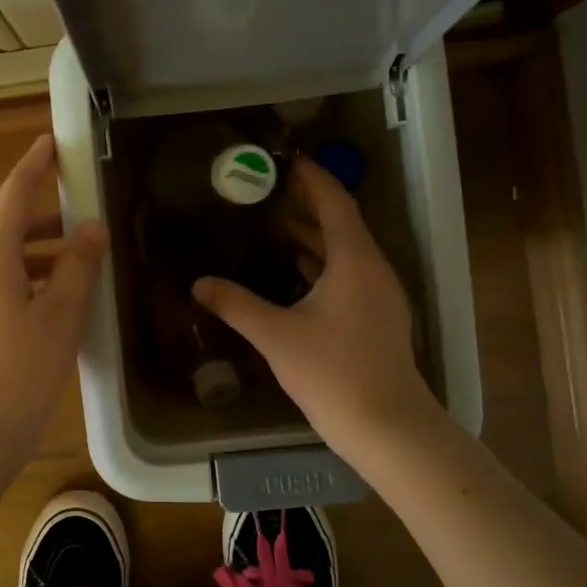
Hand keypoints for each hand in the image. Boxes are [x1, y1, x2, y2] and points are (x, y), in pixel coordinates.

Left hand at [0, 134, 106, 453]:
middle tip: (88, 219)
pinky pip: (3, 290)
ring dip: (44, 257)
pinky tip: (61, 306)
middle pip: (10, 231)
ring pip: (8, 264)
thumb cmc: (21, 370)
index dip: (33, 168)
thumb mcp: (60, 315)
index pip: (13, 198)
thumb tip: (92, 228)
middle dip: (48, 221)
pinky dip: (32, 284)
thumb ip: (77, 266)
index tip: (50, 144)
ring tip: (84, 268)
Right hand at [193, 159, 435, 458]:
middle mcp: (373, 270)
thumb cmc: (333, 373)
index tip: (286, 160)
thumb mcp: (277, 336)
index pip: (335, 204)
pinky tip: (294, 274)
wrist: (388, 426)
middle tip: (267, 191)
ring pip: (345, 253)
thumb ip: (236, 305)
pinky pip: (348, 276)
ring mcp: (380, 296)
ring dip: (313, 237)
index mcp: (355, 261)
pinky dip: (321, 265)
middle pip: (341, 224)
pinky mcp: (378, 319)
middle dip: (307, 206)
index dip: (312, 179)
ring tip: (273, 226)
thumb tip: (199, 283)